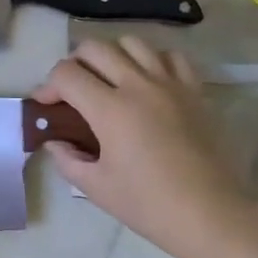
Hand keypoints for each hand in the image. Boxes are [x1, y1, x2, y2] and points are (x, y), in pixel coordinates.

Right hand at [34, 37, 254, 257]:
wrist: (211, 214)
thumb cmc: (150, 205)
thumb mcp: (97, 189)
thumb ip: (68, 160)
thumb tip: (54, 141)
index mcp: (110, 110)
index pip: (66, 74)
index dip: (48, 85)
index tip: (46, 104)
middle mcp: (137, 85)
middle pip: (95, 47)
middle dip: (74, 63)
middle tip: (73, 89)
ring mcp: (169, 83)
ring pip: (132, 43)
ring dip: (112, 55)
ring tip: (110, 79)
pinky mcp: (193, 89)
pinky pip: (170, 56)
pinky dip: (153, 60)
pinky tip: (148, 81)